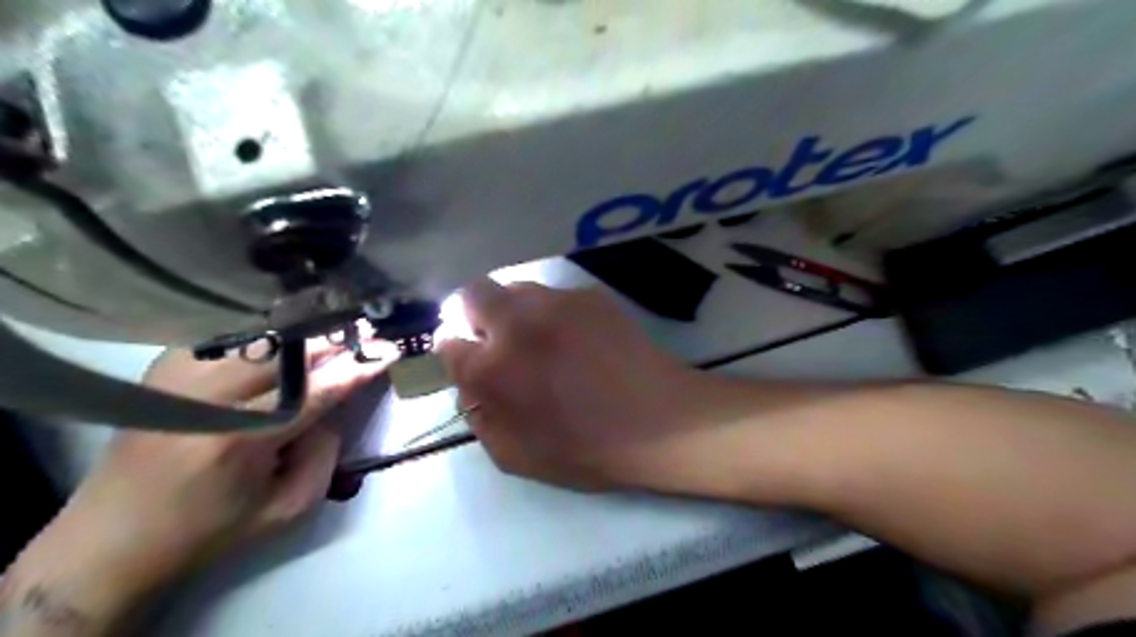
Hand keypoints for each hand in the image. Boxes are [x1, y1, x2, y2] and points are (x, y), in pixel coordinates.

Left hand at [1, 338, 390, 630]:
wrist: (109, 539)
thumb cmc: (209, 529)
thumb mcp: (288, 507)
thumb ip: (326, 452)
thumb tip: (336, 404)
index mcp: (239, 442)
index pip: (316, 391)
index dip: (357, 368)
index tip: (389, 350)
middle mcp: (205, 400)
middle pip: (287, 352)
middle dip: (334, 340)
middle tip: (367, 331)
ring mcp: (177, 378)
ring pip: (257, 336)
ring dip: (302, 332)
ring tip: (332, 331)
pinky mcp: (162, 370)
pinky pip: (227, 336)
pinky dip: (263, 332)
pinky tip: (285, 336)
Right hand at [435, 281, 718, 495]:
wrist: (660, 421)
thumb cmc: (589, 448)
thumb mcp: (517, 456)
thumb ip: (481, 417)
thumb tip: (471, 386)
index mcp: (493, 369)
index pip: (449, 342)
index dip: (455, 350)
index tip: (468, 358)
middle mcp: (518, 324)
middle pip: (473, 293)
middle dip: (473, 314)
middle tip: (495, 340)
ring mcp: (557, 303)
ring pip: (515, 288)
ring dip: (514, 310)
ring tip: (540, 339)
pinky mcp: (590, 296)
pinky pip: (554, 296)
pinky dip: (552, 312)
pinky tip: (577, 338)